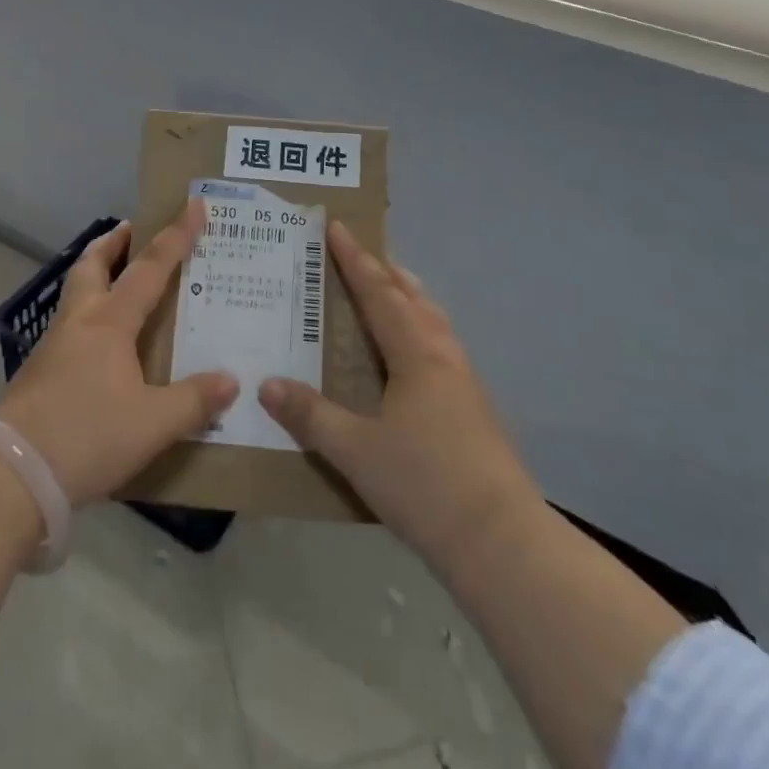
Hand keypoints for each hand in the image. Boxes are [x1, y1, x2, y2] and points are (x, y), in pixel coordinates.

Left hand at [0, 198, 237, 506]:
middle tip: (131, 229)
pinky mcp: (38, 372)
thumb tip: (230, 381)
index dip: (175, 236)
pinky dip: (87, 313)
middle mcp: (80, 322)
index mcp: (110, 322)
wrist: (12, 472)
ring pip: (76, 292)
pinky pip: (69, 325)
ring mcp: (53, 345)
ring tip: (118, 279)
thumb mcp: (152, 423)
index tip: (193, 206)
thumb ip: (193, 401)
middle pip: (92, 265)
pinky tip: (99, 341)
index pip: (150, 268)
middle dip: (113, 243)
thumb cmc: (87, 435)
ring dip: (96, 274)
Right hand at [259, 223, 545, 576]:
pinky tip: (411, 357)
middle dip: (385, 272)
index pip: (378, 293)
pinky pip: (440, 346)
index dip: (355, 260)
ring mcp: (464, 382)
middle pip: (413, 298)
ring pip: (433, 321)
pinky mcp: (475, 409)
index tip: (338, 227)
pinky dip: (420, 329)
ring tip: (389, 293)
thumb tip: (267, 384)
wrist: (501, 541)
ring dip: (408, 298)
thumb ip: (310, 415)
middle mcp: (442, 356)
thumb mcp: (354, 450)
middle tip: (361, 254)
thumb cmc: (424, 483)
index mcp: (415, 353)